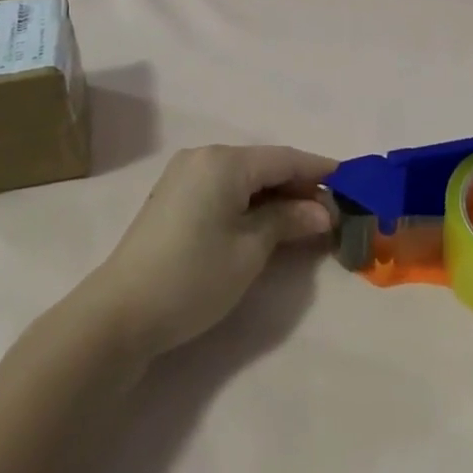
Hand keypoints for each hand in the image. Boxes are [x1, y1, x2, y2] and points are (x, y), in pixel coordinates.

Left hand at [86, 144, 336, 358]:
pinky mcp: (174, 197)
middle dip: (299, 186)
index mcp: (224, 162)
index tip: (353, 183)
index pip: (285, 158)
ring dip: (276, 195)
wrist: (120, 314)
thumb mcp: (251, 249)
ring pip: (245, 177)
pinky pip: (224, 188)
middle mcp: (203, 157)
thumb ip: (289, 220)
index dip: (320, 171)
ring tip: (306, 221)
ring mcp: (185, 176)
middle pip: (265, 165)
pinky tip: (269, 222)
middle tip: (332, 213)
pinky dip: (251, 202)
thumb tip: (323, 211)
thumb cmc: (193, 277)